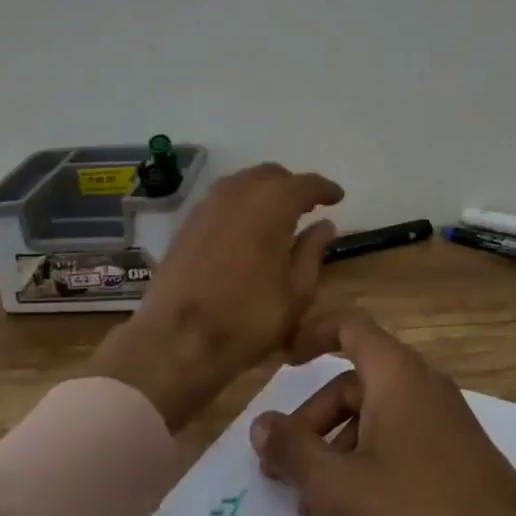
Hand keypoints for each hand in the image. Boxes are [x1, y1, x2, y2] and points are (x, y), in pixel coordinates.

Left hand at [84, 163, 341, 428]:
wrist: (177, 340)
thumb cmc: (248, 319)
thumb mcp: (296, 292)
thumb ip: (312, 252)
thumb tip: (324, 226)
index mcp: (272, 204)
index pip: (305, 184)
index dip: (324, 189)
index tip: (337, 197)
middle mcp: (239, 192)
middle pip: (272, 175)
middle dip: (292, 187)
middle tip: (308, 208)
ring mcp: (208, 204)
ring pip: (244, 183)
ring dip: (264, 192)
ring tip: (278, 217)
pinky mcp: (188, 222)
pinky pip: (222, 199)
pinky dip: (241, 205)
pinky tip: (246, 229)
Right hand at [251, 310, 515, 515]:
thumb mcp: (341, 488)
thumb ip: (294, 451)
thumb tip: (261, 423)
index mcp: (398, 374)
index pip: (349, 326)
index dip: (311, 334)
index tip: (281, 361)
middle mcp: (423, 384)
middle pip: (355, 380)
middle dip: (313, 417)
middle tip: (281, 465)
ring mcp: (445, 419)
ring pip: (376, 413)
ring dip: (336, 445)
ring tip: (312, 499)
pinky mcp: (457, 454)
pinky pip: (399, 438)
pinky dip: (367, 459)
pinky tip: (354, 509)